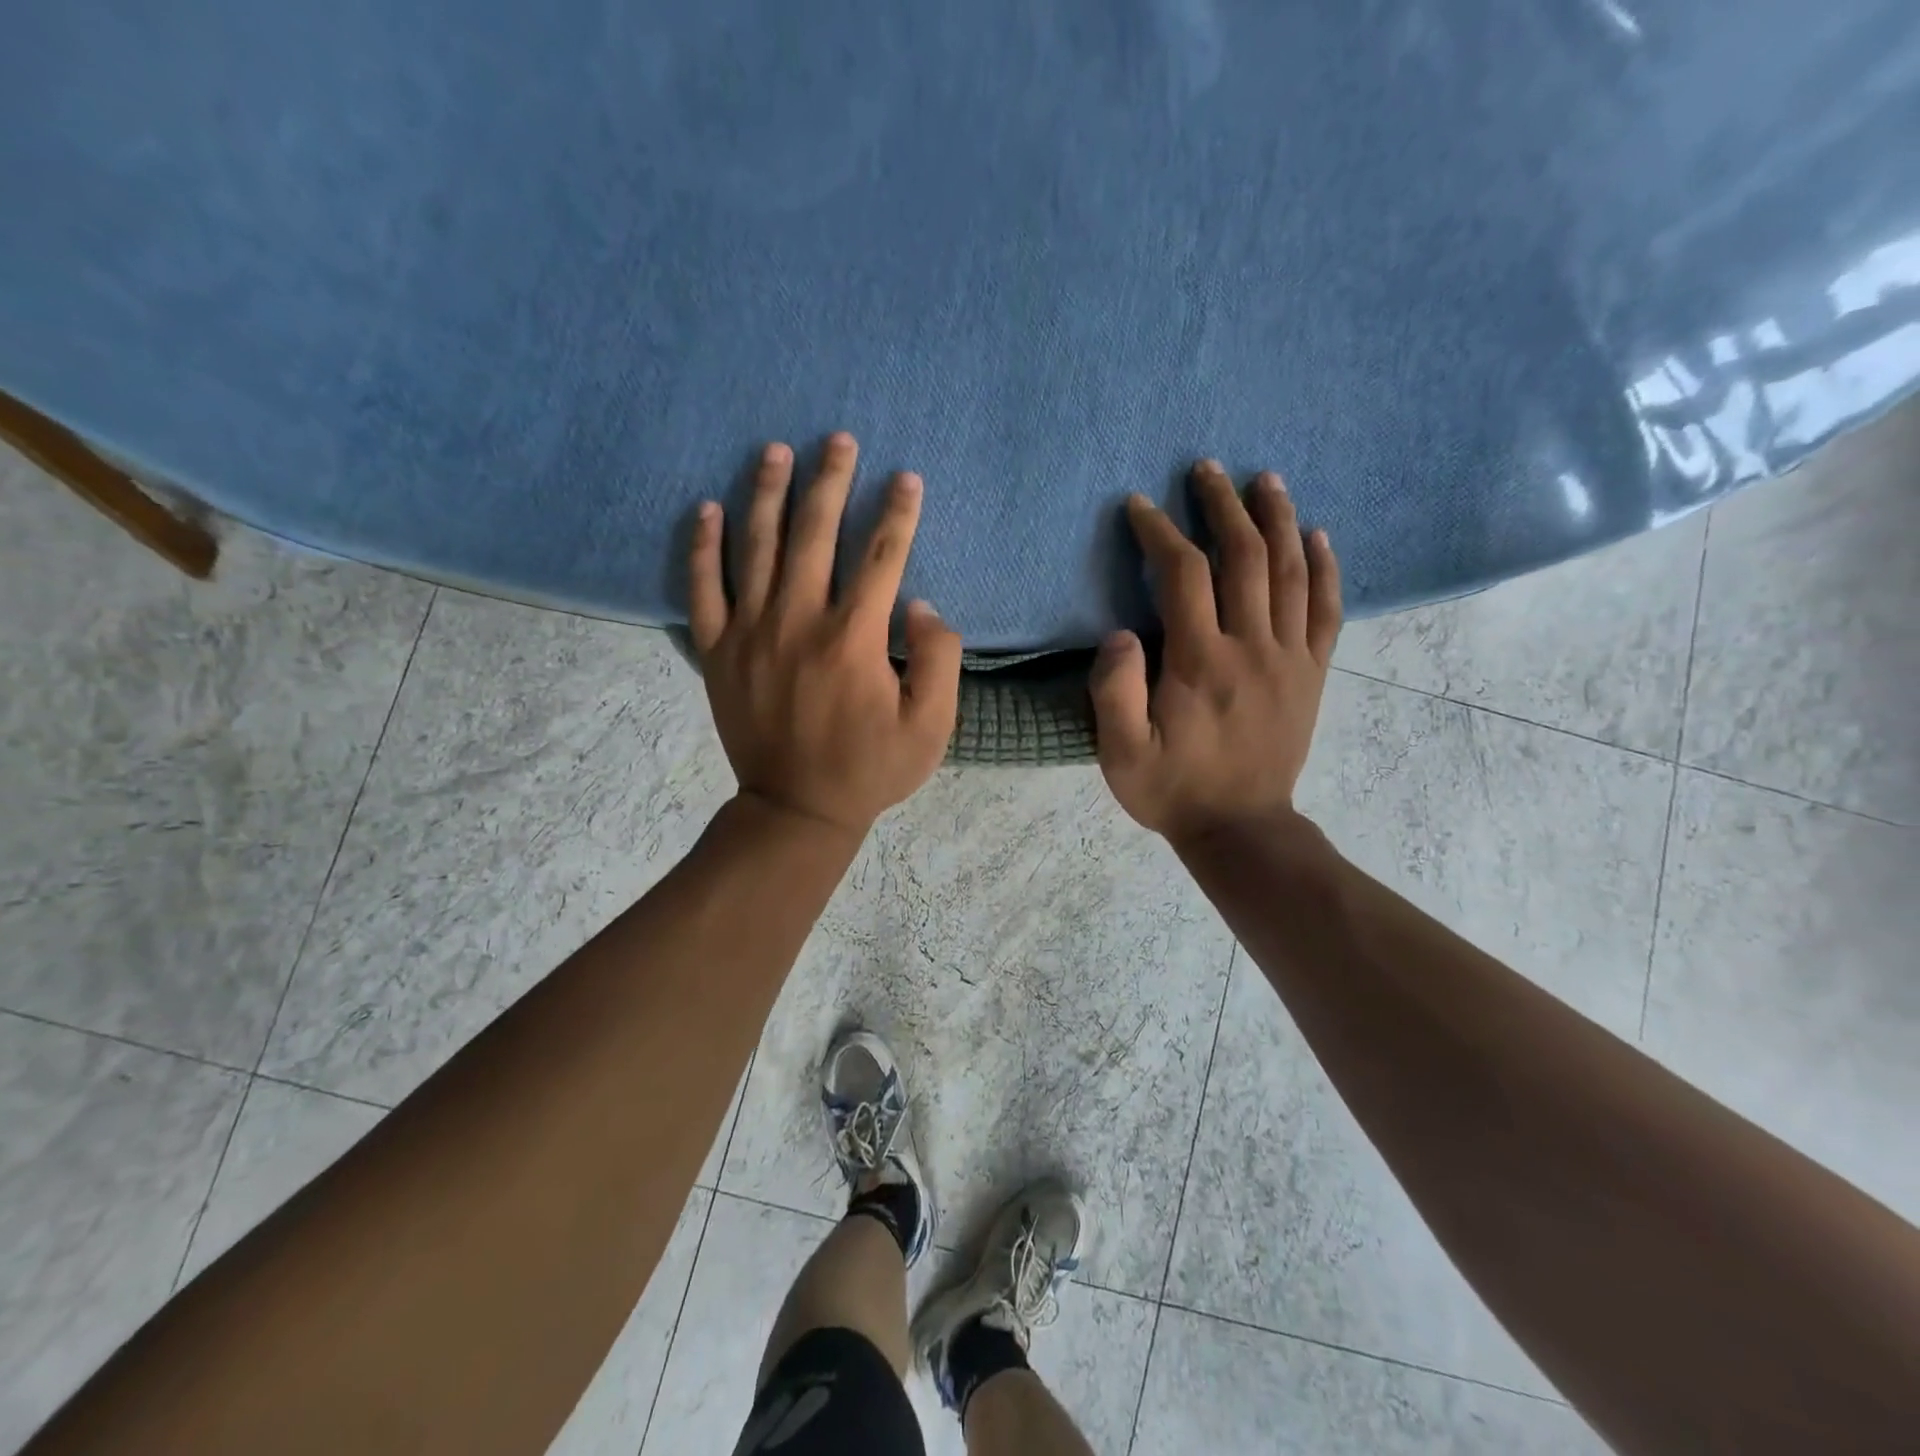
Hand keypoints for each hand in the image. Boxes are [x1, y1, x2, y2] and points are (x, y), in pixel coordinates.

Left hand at [689, 433, 962, 839]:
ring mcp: (750, 634)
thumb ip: (938, 660)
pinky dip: (703, 547)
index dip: (898, 513)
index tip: (906, 478)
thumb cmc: (870, 769)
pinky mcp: (718, 651)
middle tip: (838, 440)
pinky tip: (707, 509)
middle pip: (815, 534)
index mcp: (853, 639)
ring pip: (756, 547)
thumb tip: (919, 605)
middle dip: (830, 481)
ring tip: (775, 451)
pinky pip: (702, 589)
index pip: (881, 557)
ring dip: (767, 493)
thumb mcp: (930, 727)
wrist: (795, 810)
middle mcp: (798, 622)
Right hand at [1091, 461, 1341, 845]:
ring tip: (1265, 480)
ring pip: (1290, 571)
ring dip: (1277, 519)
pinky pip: (1327, 609)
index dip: (1161, 532)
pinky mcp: (1312, 673)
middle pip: (1244, 556)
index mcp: (1200, 662)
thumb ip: (1115, 693)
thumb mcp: (1121, 755)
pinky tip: (1319, 536)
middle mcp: (1252, 647)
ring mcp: (1290, 658)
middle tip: (1206, 468)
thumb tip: (1120, 632)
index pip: (1184, 575)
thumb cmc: (1173, 789)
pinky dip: (1326, 567)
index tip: (1140, 505)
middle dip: (1222, 506)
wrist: (1242, 829)